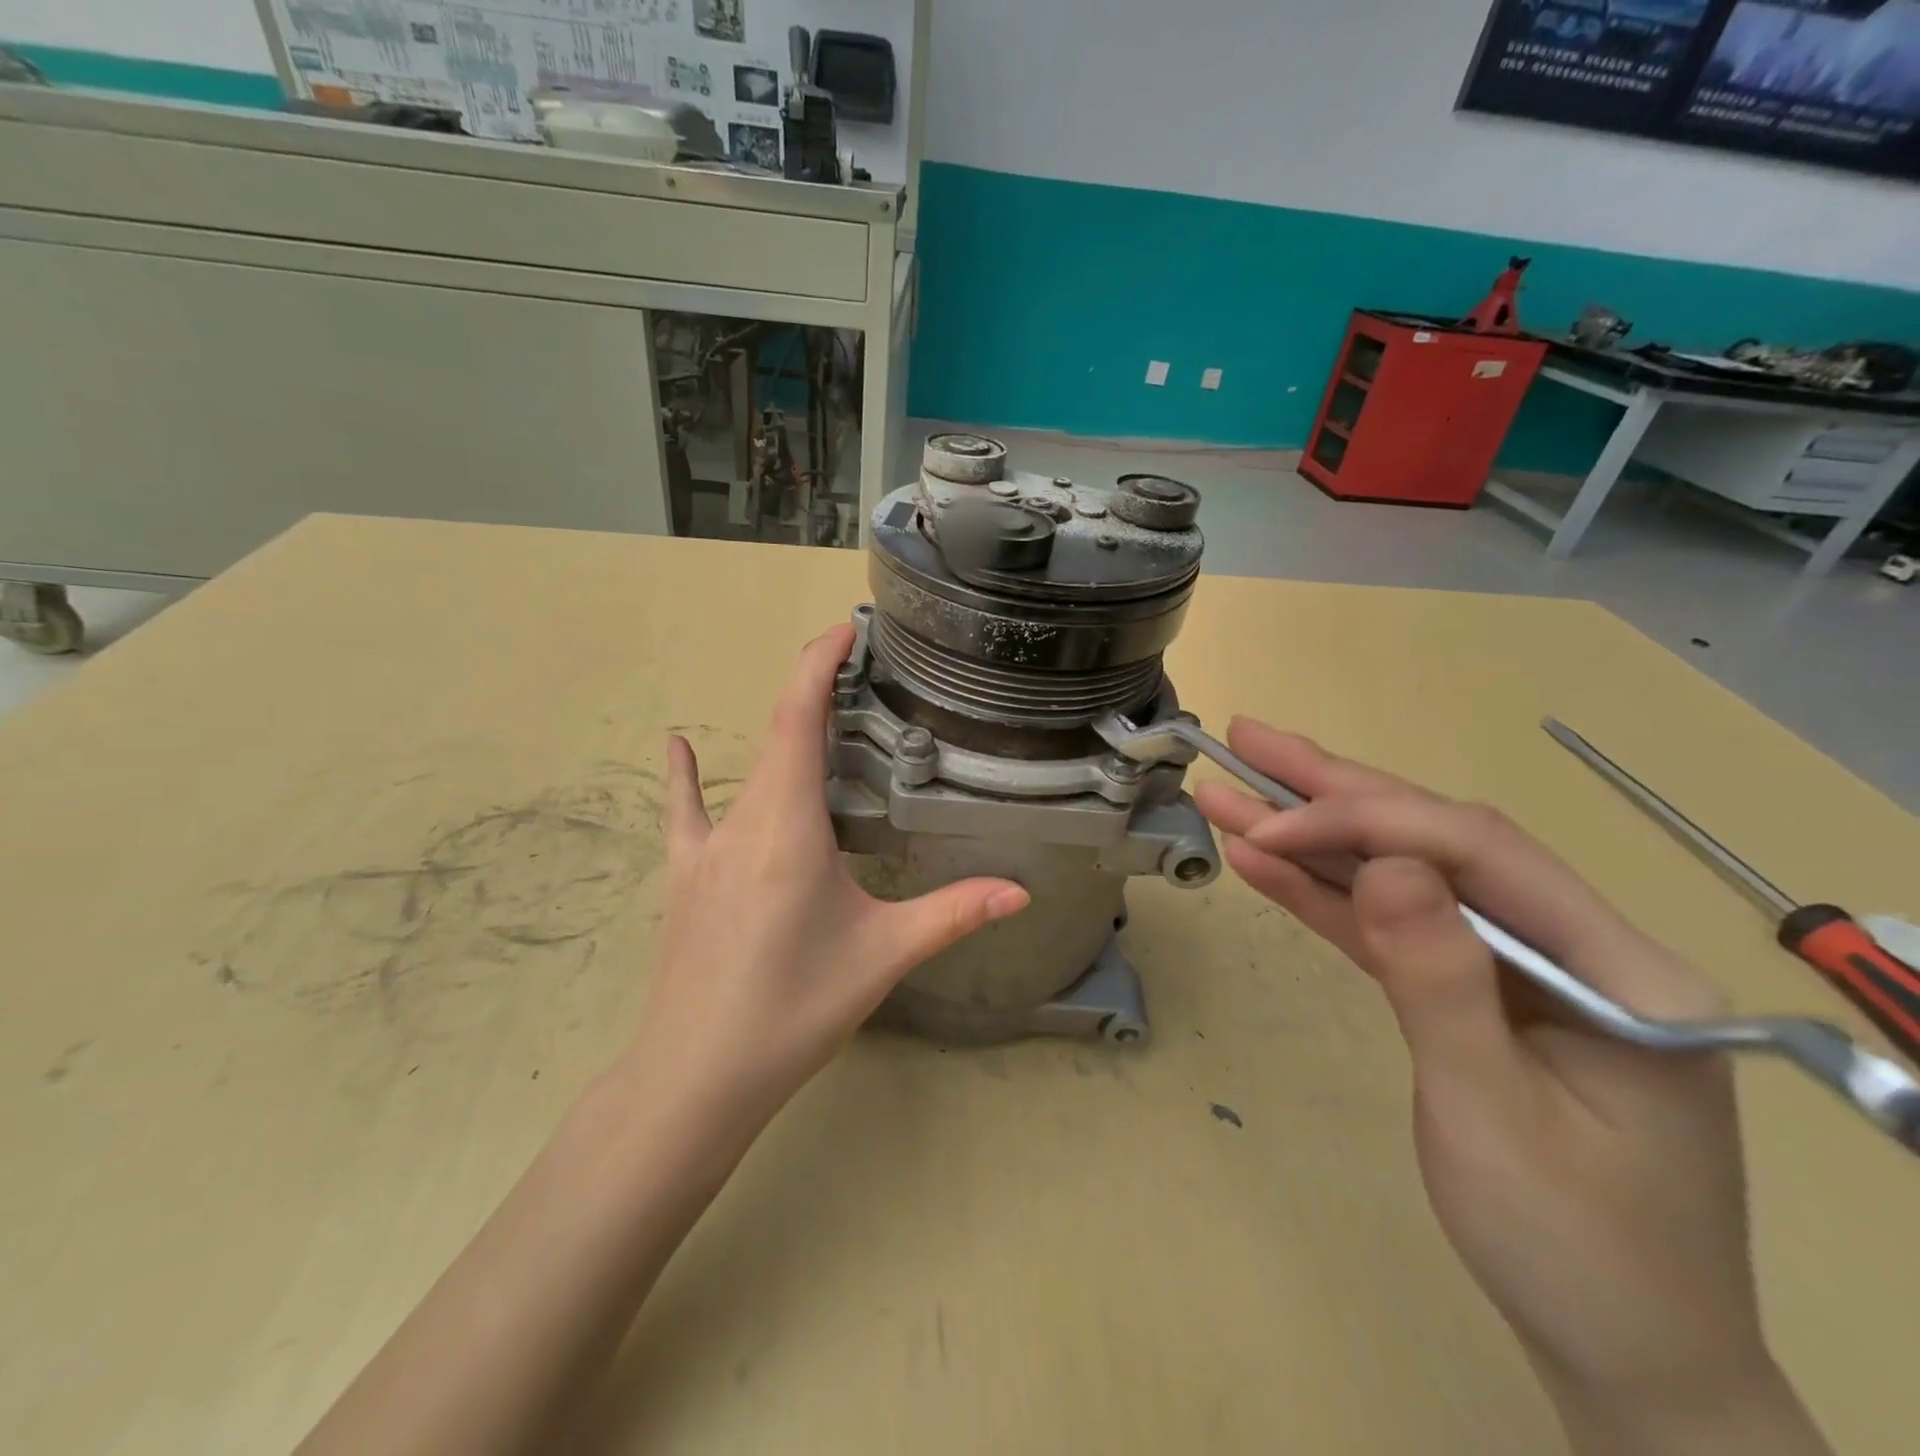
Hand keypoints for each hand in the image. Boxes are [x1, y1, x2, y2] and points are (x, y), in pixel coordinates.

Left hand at [627, 624, 1029, 1134]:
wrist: (695, 1078)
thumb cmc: (793, 1010)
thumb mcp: (882, 957)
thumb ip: (954, 914)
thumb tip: (1022, 892)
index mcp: (788, 828)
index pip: (798, 721)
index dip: (817, 666)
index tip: (844, 632)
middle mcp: (742, 822)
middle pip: (777, 732)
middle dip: (816, 692)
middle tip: (865, 675)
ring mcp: (704, 848)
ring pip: (747, 769)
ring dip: (783, 732)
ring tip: (823, 714)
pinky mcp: (685, 876)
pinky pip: (687, 811)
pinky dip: (687, 775)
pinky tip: (677, 745)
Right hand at [1196, 720, 1825, 1452]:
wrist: (1619, 1357)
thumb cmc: (1572, 1251)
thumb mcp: (1495, 1116)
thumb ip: (1440, 980)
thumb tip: (1383, 866)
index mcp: (1617, 967)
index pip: (1478, 851)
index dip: (1366, 822)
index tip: (1270, 827)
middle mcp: (1570, 944)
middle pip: (1435, 840)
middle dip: (1334, 789)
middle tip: (1248, 739)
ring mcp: (1513, 965)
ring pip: (1400, 875)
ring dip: (1312, 835)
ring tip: (1234, 789)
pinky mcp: (1465, 988)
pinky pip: (1388, 926)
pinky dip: (1324, 895)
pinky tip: (1264, 864)